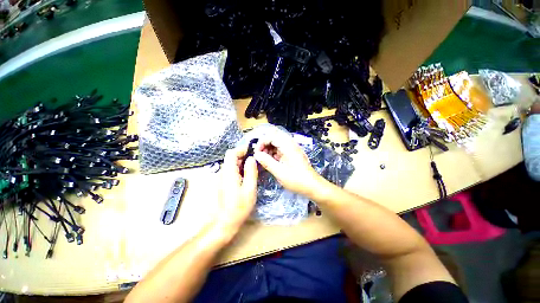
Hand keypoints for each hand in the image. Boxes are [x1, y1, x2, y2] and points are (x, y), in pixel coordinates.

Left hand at [216, 146, 257, 235]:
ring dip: (242, 162)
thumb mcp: (249, 189)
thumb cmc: (239, 207)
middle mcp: (223, 172)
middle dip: (244, 156)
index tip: (253, 152)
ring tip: (254, 167)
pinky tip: (248, 175)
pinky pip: (232, 170)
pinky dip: (240, 169)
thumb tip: (251, 158)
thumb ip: (251, 172)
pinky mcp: (224, 182)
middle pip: (231, 157)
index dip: (242, 150)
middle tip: (256, 160)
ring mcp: (222, 178)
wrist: (225, 222)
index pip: (231, 153)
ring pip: (232, 164)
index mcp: (229, 172)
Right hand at [253, 134, 326, 197]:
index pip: (272, 136)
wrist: (313, 186)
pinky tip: (271, 161)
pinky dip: (273, 154)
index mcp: (288, 146)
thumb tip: (256, 155)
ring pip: (277, 144)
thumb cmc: (297, 180)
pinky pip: (280, 150)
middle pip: (274, 138)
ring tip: (264, 159)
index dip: (262, 142)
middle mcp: (290, 145)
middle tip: (259, 156)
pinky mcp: (292, 155)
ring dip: (268, 149)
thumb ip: (267, 162)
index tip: (256, 153)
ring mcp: (292, 149)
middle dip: (264, 145)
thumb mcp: (279, 172)